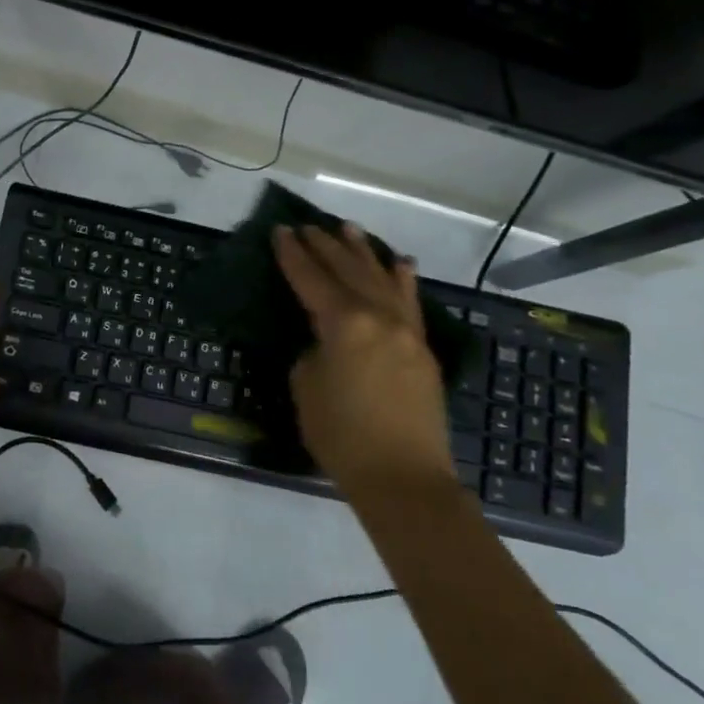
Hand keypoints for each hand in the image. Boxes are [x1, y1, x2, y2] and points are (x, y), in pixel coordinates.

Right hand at [272, 223, 456, 501]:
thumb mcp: (306, 387)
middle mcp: (378, 316)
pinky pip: (409, 302)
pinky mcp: (422, 349)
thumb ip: (313, 353)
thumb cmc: (342, 435)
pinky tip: (400, 263)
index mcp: (343, 323)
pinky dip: (402, 280)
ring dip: (363, 252)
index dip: (293, 255)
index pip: (311, 279)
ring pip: (382, 279)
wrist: (403, 477)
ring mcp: (406, 330)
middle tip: (308, 226)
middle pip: (348, 271)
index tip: (281, 231)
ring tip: (349, 228)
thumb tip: (326, 343)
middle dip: (325, 246)